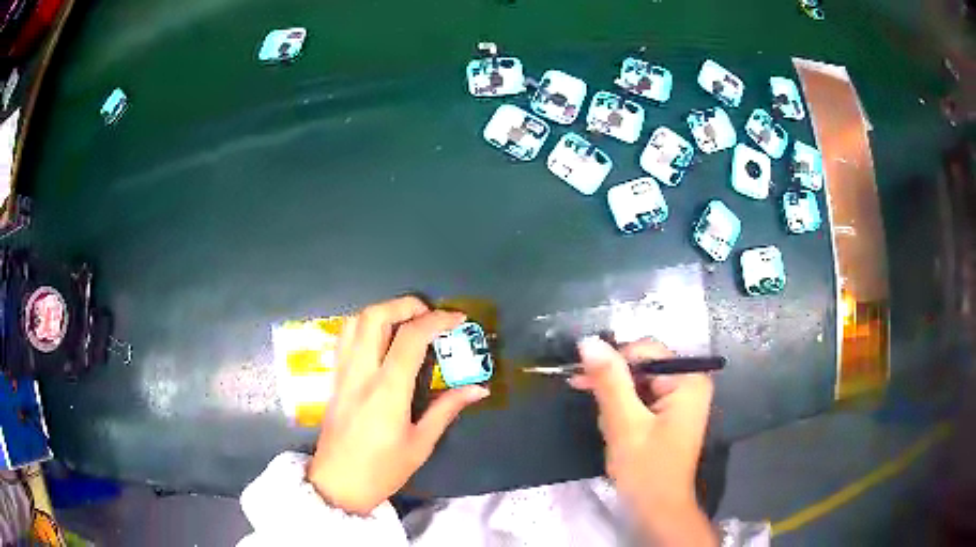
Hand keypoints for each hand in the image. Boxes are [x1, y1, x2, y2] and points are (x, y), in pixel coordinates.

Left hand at [307, 296, 489, 514]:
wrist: (338, 485)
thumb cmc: (382, 470)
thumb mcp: (421, 444)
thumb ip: (447, 409)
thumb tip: (478, 388)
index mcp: (387, 391)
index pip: (410, 338)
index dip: (437, 320)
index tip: (458, 319)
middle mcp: (360, 373)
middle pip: (375, 316)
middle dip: (405, 304)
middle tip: (428, 315)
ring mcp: (342, 374)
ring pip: (354, 322)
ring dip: (383, 311)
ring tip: (406, 322)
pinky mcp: (333, 379)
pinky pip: (345, 338)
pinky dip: (365, 326)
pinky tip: (381, 340)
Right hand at [569, 337, 716, 545]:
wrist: (657, 511)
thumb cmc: (646, 470)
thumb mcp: (624, 424)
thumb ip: (609, 381)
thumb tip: (589, 341)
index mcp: (688, 380)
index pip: (645, 350)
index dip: (613, 363)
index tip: (582, 380)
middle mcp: (689, 383)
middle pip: (642, 366)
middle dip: (615, 388)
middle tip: (599, 413)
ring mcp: (682, 399)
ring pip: (638, 384)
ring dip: (617, 403)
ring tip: (612, 430)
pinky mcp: (671, 414)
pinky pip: (642, 399)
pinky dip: (624, 412)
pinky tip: (618, 432)